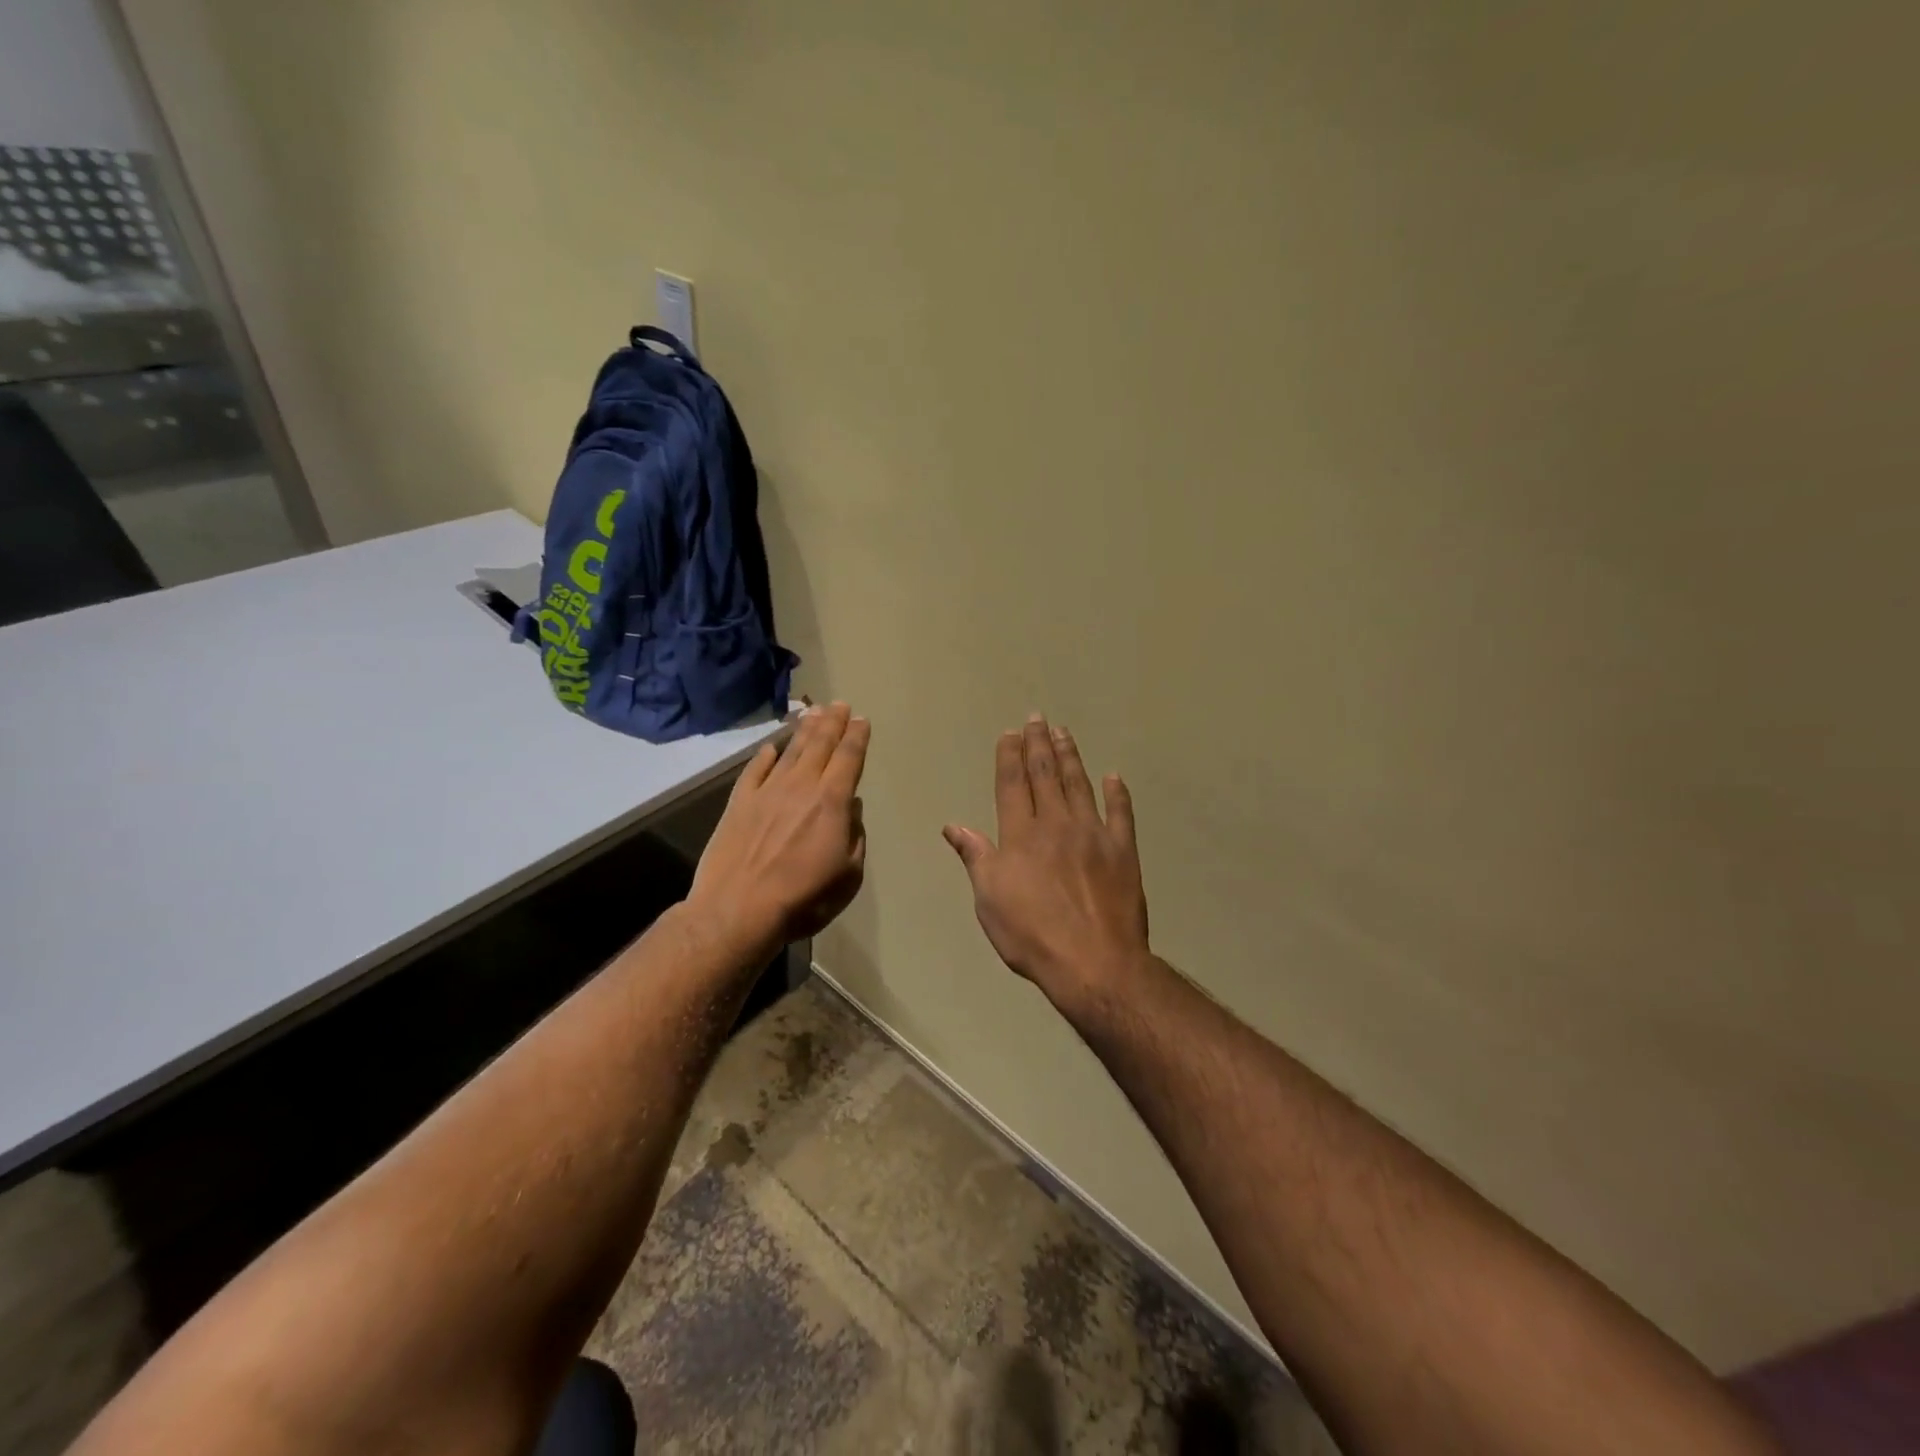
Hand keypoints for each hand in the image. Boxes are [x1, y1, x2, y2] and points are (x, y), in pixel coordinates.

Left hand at [691, 702, 869, 953]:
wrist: (738, 911)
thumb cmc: (803, 899)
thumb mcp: (848, 876)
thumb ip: (855, 838)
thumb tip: (853, 810)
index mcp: (832, 802)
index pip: (848, 758)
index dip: (857, 737)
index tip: (861, 720)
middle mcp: (800, 787)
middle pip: (820, 745)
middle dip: (833, 722)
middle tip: (840, 704)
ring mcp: (766, 792)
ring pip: (789, 751)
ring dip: (804, 730)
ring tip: (813, 713)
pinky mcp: (739, 803)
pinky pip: (755, 770)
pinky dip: (765, 755)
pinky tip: (771, 746)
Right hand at [943, 715, 1150, 1008]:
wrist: (1093, 962)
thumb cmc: (1031, 934)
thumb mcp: (989, 899)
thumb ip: (975, 856)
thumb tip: (953, 826)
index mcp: (1020, 834)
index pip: (1012, 784)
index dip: (1009, 756)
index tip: (1010, 733)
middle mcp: (1056, 824)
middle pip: (1045, 774)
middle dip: (1039, 744)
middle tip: (1037, 718)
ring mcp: (1093, 834)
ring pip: (1079, 784)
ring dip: (1070, 756)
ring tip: (1064, 732)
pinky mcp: (1123, 850)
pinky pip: (1121, 813)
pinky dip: (1117, 793)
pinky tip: (1114, 777)